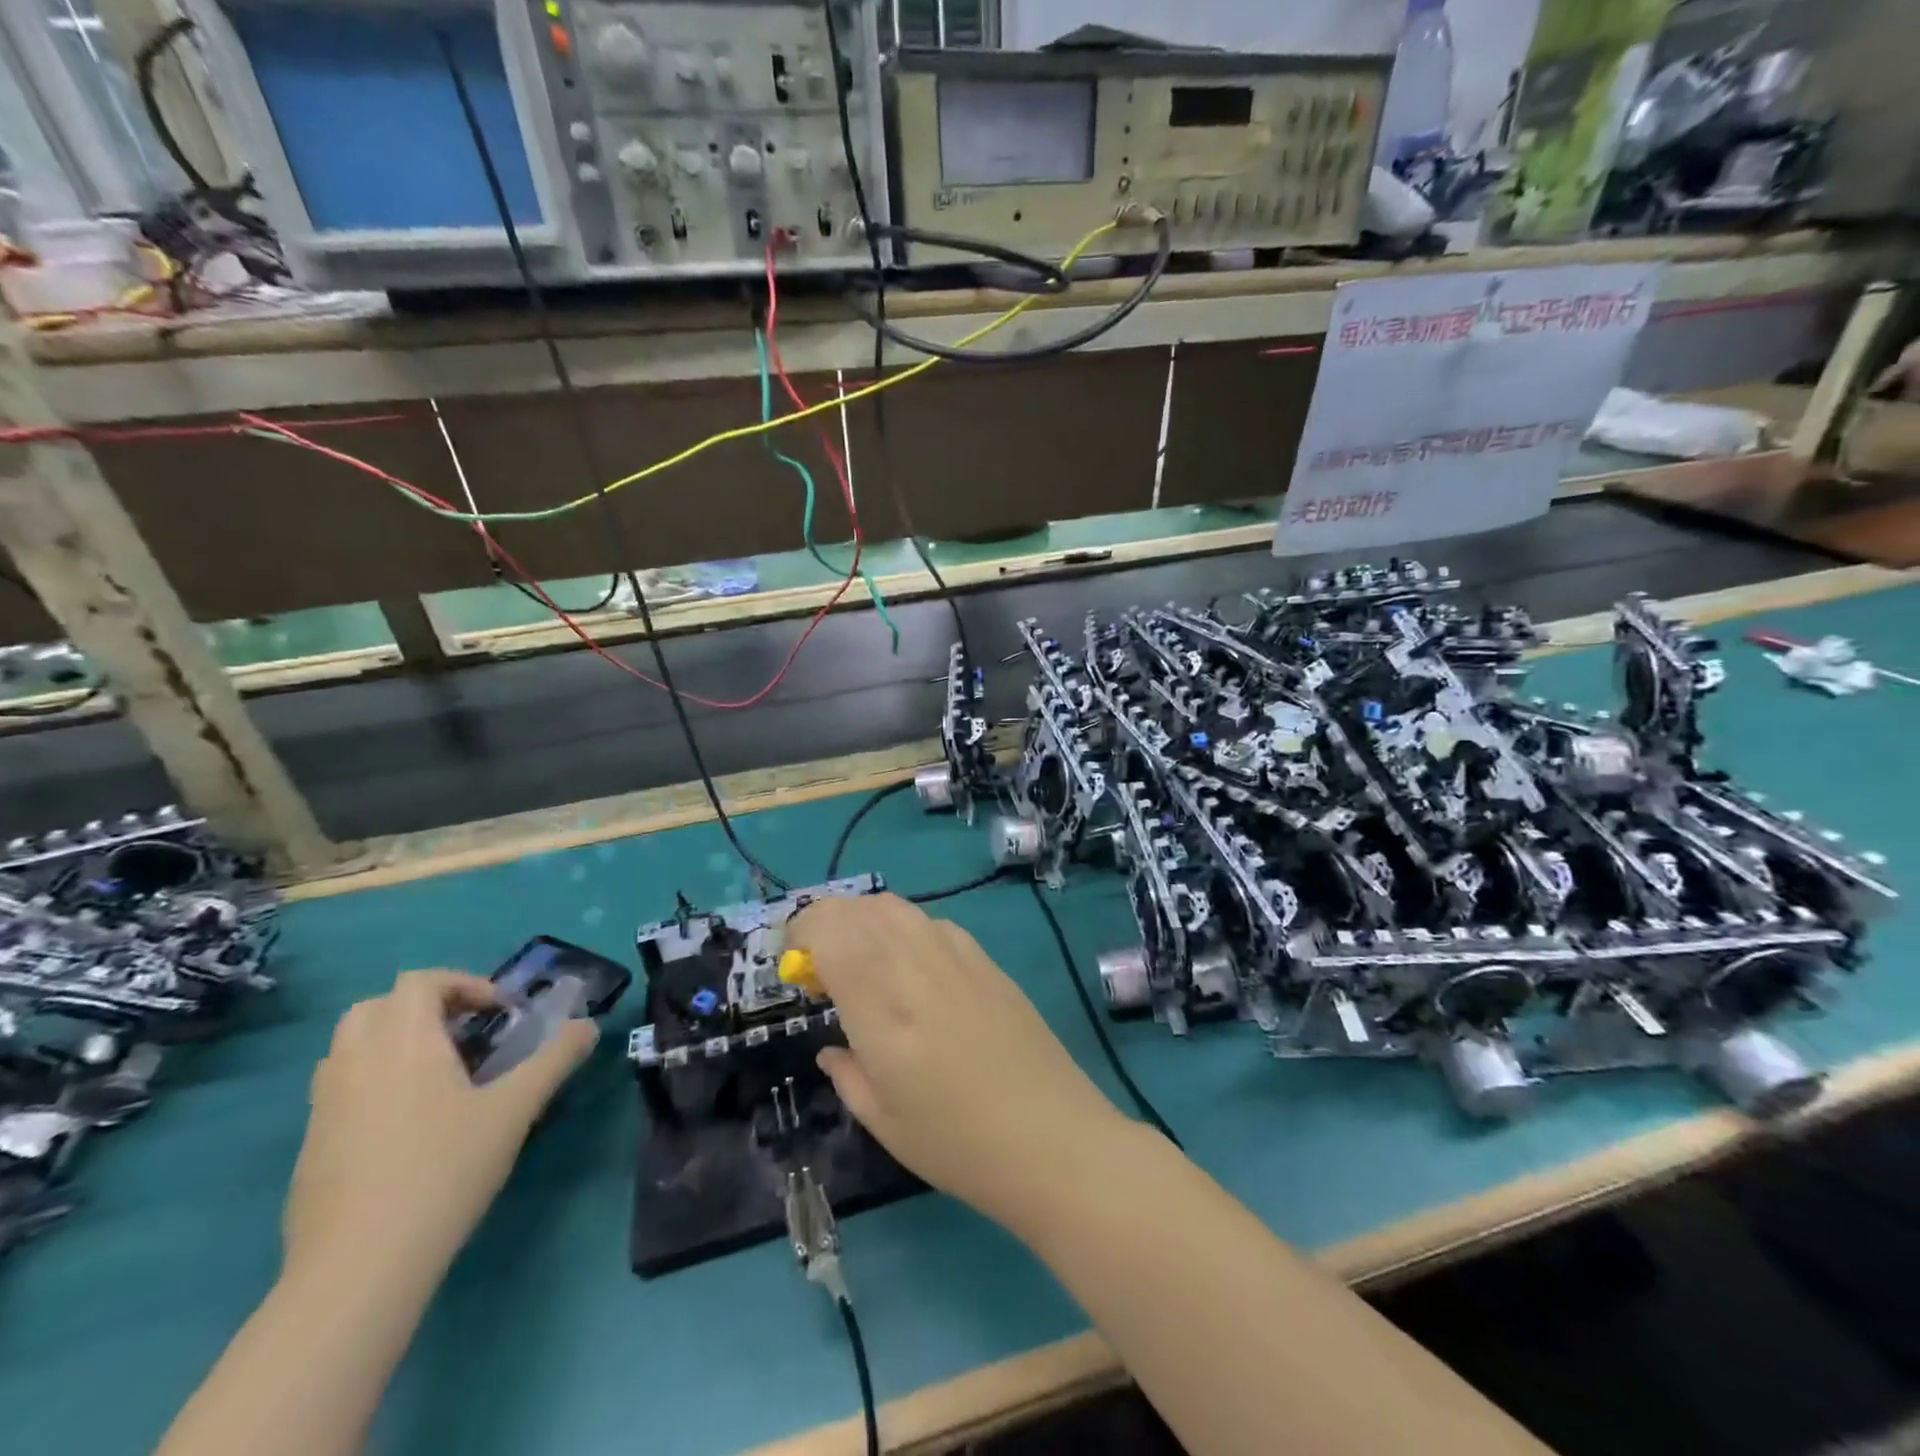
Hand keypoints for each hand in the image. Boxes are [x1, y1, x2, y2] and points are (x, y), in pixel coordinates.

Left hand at [284, 970, 595, 1287]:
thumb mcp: (516, 1109)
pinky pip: (339, 1089)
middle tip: (464, 1035)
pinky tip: (407, 1127)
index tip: (499, 1014)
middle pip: (377, 1006)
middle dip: (422, 1008)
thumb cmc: (444, 1170)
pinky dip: (372, 1082)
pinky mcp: (309, 1147)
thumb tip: (588, 1026)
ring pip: (350, 1047)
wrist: (358, 1267)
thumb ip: (556, 1059)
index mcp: (404, 1042)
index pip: (420, 981)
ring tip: (438, 1076)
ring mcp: (323, 1106)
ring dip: (393, 1043)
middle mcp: (355, 1061)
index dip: (464, 984)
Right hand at [786, 894, 1134, 1228]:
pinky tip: (911, 969)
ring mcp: (956, 954)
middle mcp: (915, 964)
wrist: (1052, 1137)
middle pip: (859, 908)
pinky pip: (930, 922)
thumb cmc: (958, 1144)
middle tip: (821, 966)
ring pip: (896, 907)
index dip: (801, 934)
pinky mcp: (985, 958)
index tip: (795, 967)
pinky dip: (903, 930)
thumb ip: (847, 1073)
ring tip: (862, 962)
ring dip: (864, 921)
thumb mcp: (884, 1121)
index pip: (830, 930)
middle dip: (827, 923)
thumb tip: (832, 1047)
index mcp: (881, 1005)